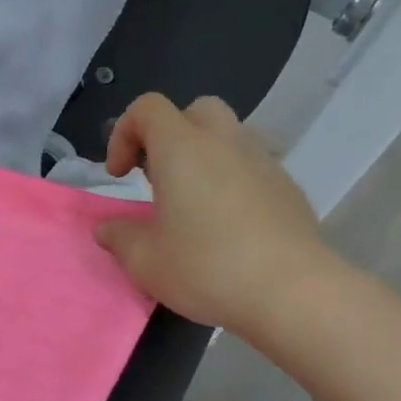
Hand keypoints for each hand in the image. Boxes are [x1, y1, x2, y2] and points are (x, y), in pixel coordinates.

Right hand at [94, 93, 333, 335]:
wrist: (291, 292)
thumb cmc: (206, 268)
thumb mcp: (144, 260)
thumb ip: (119, 236)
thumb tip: (108, 228)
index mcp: (182, 150)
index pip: (148, 108)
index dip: (123, 133)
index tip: (119, 176)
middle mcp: (225, 143)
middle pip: (194, 111)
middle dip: (169, 135)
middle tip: (157, 178)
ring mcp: (263, 162)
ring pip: (227, 138)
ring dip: (202, 159)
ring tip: (190, 207)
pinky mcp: (287, 188)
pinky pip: (250, 168)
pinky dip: (230, 182)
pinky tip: (226, 227)